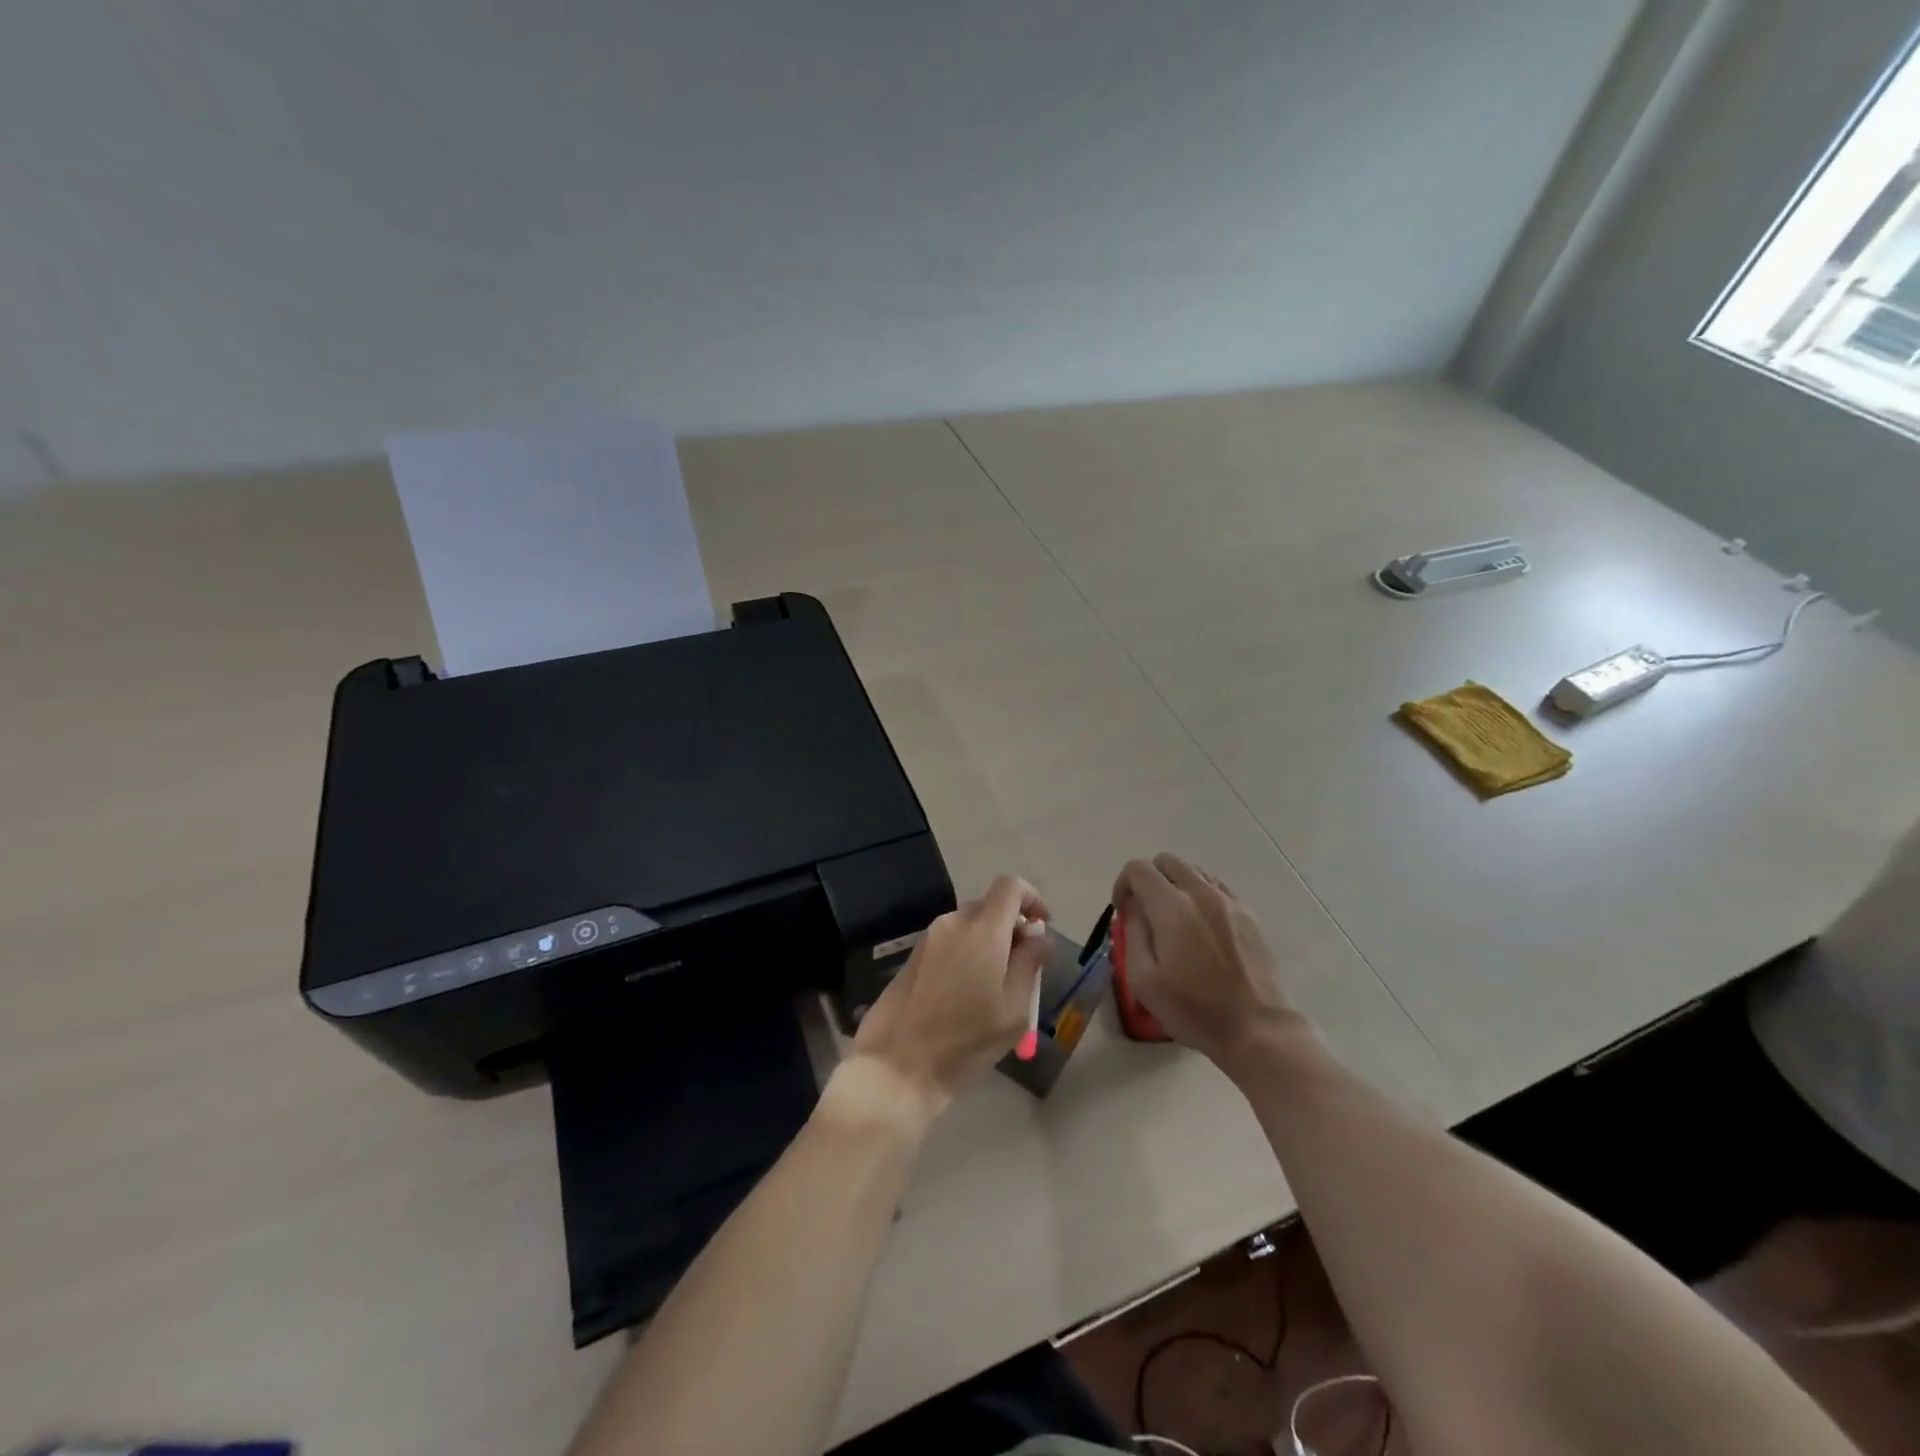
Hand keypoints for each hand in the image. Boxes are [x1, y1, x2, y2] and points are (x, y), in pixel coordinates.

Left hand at [851, 875, 1051, 1113]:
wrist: (897, 1067)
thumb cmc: (965, 1041)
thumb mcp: (1014, 1009)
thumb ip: (1031, 964)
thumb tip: (1040, 937)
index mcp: (982, 930)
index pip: (1010, 886)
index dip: (1032, 898)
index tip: (1043, 928)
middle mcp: (953, 923)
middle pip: (989, 905)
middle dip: (1012, 926)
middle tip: (1024, 966)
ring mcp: (928, 938)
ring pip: (969, 925)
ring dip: (989, 942)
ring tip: (997, 986)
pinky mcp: (913, 956)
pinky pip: (950, 941)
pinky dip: (967, 953)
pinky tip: (968, 994)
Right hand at [1111, 852, 1296, 1069]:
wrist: (1256, 1028)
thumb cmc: (1193, 1009)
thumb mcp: (1144, 980)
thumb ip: (1132, 934)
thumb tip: (1132, 908)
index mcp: (1172, 907)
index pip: (1138, 869)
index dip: (1123, 885)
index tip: (1123, 912)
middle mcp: (1201, 893)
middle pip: (1167, 861)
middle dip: (1148, 879)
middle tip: (1145, 912)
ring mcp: (1229, 901)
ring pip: (1193, 871)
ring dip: (1175, 885)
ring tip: (1173, 920)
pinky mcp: (1248, 914)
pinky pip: (1216, 887)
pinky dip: (1200, 894)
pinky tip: (1200, 926)